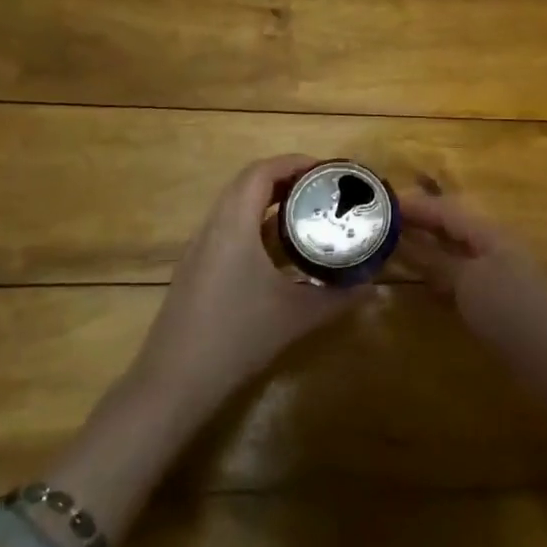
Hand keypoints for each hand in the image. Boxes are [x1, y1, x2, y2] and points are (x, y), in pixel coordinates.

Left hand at [129, 155, 367, 419]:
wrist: (174, 383)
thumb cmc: (237, 338)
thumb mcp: (296, 316)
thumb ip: (337, 298)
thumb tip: (372, 288)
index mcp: (234, 225)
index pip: (260, 172)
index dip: (294, 162)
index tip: (326, 171)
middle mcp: (212, 228)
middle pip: (247, 183)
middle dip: (286, 178)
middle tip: (322, 190)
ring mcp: (199, 249)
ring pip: (234, 206)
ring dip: (269, 201)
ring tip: (306, 213)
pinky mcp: (195, 269)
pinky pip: (227, 229)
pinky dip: (255, 224)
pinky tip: (279, 252)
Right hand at [398, 191, 546, 347]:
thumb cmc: (511, 310)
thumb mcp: (469, 282)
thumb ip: (438, 262)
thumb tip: (406, 244)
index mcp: (490, 233)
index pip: (447, 210)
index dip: (416, 205)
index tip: (382, 202)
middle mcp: (494, 246)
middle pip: (452, 227)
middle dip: (421, 223)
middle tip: (383, 223)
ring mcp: (497, 274)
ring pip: (455, 252)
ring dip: (428, 248)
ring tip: (394, 247)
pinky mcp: (497, 301)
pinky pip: (461, 277)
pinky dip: (439, 274)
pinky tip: (424, 281)